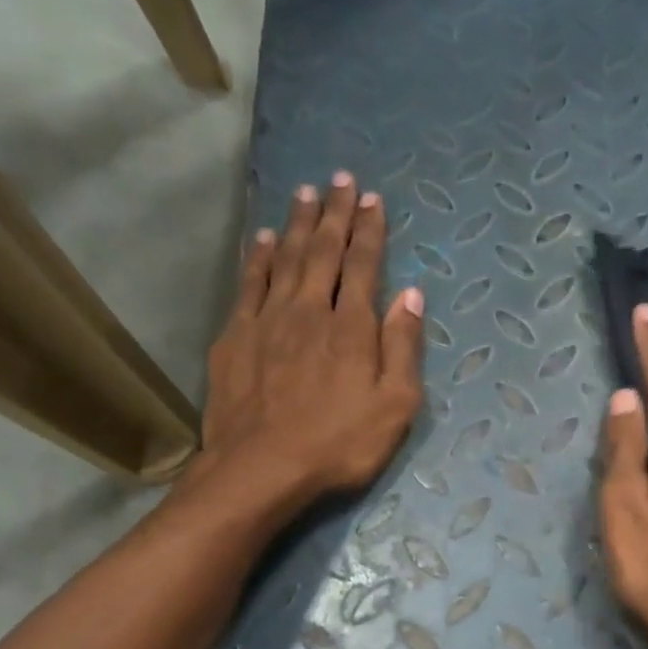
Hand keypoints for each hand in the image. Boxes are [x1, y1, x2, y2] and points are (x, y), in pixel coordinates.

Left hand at [189, 173, 423, 517]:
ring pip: (283, 258)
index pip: (363, 266)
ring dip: (296, 223)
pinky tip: (260, 239)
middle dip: (334, 214)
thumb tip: (411, 294)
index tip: (373, 200)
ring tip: (304, 193)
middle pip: (323, 251)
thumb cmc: (339, 443)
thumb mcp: (395, 406)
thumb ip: (404, 347)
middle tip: (341, 179)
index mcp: (352, 327)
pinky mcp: (235, 336)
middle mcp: (309, 310)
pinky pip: (248, 284)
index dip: (370, 231)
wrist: (261, 468)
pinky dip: (256, 257)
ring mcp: (267, 320)